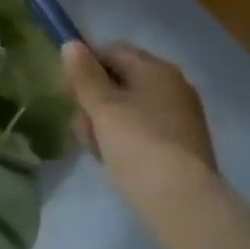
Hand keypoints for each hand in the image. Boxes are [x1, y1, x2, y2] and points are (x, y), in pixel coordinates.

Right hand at [62, 41, 219, 206]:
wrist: (184, 204)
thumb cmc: (138, 146)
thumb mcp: (104, 109)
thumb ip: (85, 76)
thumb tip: (71, 44)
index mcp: (156, 69)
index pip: (113, 52)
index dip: (84, 67)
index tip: (65, 93)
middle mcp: (173, 86)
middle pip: (121, 82)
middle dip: (93, 101)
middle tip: (79, 127)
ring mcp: (180, 117)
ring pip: (130, 110)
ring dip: (105, 123)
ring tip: (94, 149)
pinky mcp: (182, 147)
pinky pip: (144, 132)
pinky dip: (125, 140)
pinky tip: (113, 161)